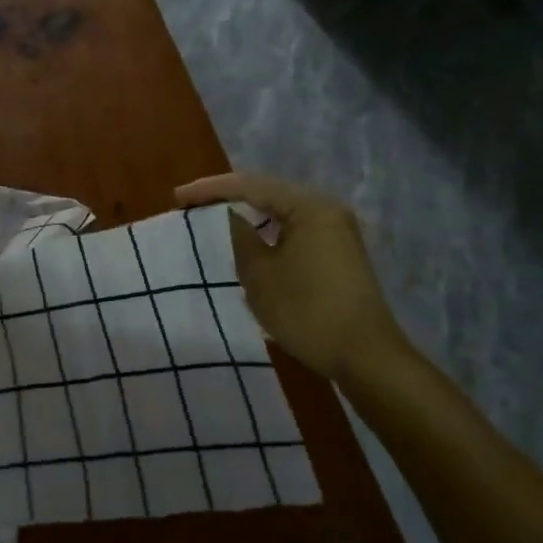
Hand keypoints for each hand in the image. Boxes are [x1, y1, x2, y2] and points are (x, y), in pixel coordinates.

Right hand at [176, 172, 412, 381]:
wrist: (365, 356)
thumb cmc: (308, 311)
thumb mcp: (260, 274)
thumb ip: (239, 236)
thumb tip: (227, 216)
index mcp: (309, 207)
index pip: (250, 186)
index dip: (210, 190)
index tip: (177, 198)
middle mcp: (327, 209)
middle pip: (268, 193)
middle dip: (228, 198)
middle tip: (191, 205)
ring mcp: (336, 231)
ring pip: (282, 212)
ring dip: (248, 215)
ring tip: (212, 219)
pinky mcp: (338, 253)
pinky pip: (294, 230)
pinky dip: (267, 232)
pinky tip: (248, 241)